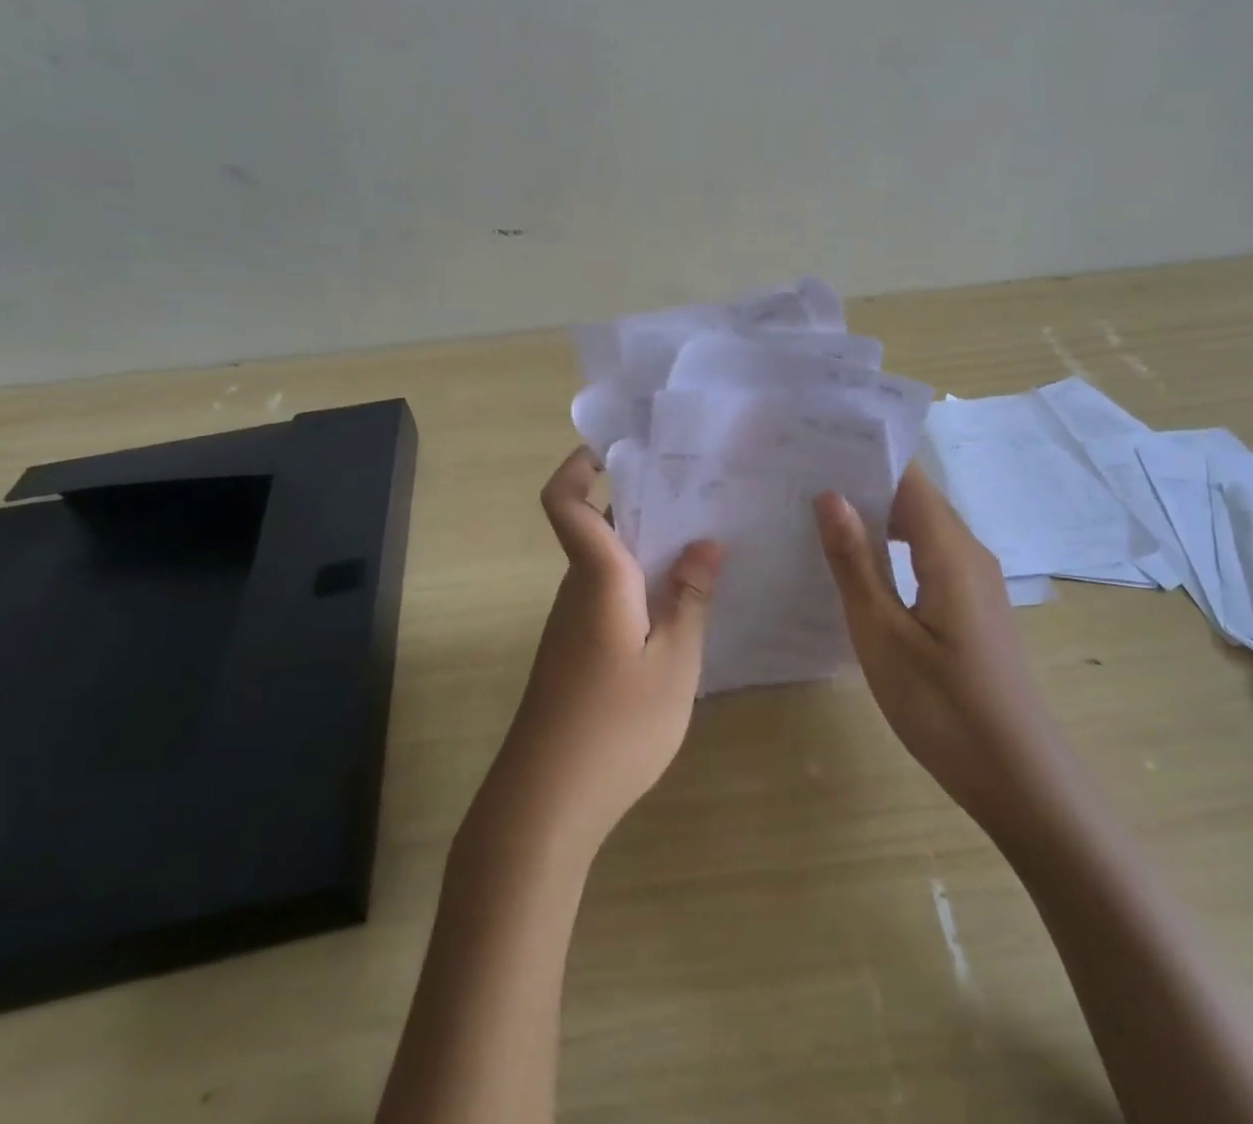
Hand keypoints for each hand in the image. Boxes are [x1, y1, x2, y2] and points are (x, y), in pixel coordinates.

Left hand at [460, 447, 722, 866]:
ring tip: (704, 547)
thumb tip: (706, 542)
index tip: (615, 450)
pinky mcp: (575, 653)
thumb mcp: (674, 661)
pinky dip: (641, 586)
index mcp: (598, 576)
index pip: (565, 502)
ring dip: (647, 549)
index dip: (578, 466)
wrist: (546, 802)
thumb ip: (691, 598)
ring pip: (607, 564)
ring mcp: (572, 623)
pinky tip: (680, 609)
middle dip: (641, 505)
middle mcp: (577, 589)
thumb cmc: (617, 725)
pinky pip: (608, 597)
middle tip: (699, 496)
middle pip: (598, 527)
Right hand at [813, 465, 1062, 827]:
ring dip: (876, 518)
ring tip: (817, 513)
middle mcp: (969, 554)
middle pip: (915, 499)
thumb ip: (856, 562)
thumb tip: (830, 494)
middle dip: (863, 482)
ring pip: (922, 529)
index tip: (816, 442)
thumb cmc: (944, 708)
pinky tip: (857, 566)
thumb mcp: (883, 636)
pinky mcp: (972, 609)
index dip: (866, 454)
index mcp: (951, 551)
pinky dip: (893, 550)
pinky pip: (928, 558)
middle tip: (802, 477)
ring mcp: (975, 583)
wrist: (1021, 781)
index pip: (908, 478)